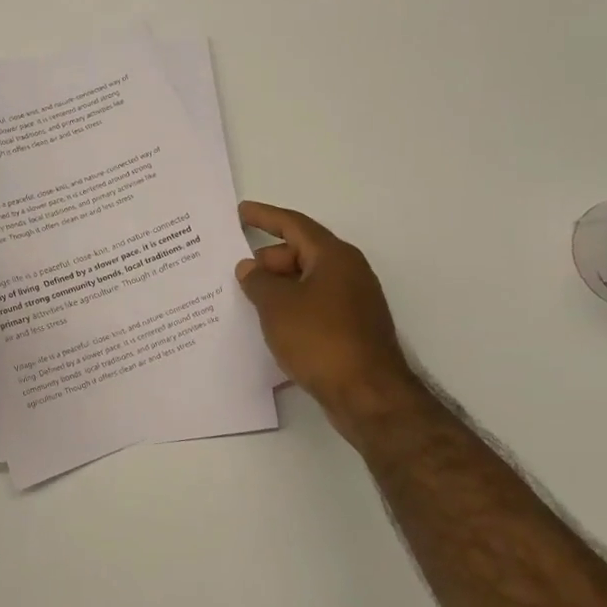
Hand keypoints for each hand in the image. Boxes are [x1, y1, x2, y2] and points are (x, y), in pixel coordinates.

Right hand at [234, 201, 420, 428]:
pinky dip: (291, 308)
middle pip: (302, 254)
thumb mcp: (277, 306)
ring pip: (308, 282)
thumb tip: (250, 268)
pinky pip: (314, 306)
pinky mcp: (352, 329)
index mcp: (334, 256)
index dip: (265, 217)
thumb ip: (258, 281)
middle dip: (268, 260)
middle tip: (238, 274)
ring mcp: (354, 302)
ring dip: (279, 287)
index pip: (294, 225)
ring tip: (248, 299)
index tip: (241, 212)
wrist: (368, 395)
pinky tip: (271, 325)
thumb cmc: (320, 339)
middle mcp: (348, 272)